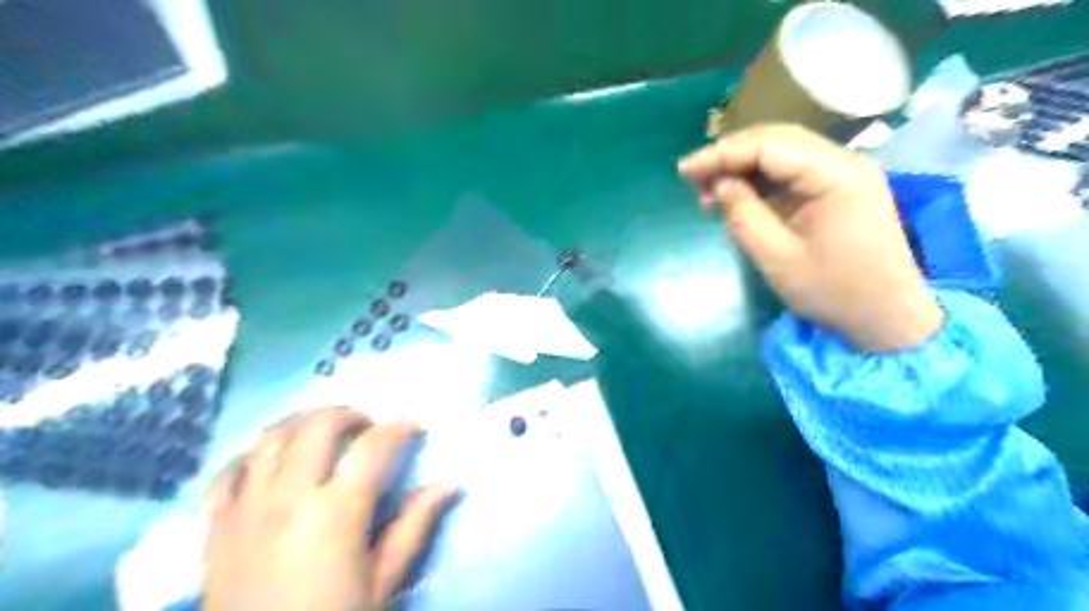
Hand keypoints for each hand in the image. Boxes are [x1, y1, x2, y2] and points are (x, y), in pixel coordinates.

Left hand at [201, 408, 455, 609]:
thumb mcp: (382, 584)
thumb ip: (414, 527)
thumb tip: (450, 485)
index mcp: (337, 512)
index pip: (374, 447)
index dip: (400, 428)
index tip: (416, 427)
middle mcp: (290, 496)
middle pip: (318, 426)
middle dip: (350, 415)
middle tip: (367, 428)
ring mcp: (247, 508)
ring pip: (272, 437)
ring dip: (304, 423)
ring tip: (324, 435)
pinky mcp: (216, 526)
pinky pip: (229, 471)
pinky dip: (255, 456)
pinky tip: (273, 465)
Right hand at [679, 125, 945, 353]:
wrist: (888, 318)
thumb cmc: (833, 292)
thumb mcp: (777, 258)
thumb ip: (743, 214)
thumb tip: (720, 183)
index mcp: (835, 175)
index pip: (767, 145)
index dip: (721, 153)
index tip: (684, 171)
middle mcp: (844, 162)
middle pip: (776, 140)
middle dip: (730, 156)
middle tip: (693, 179)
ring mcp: (845, 174)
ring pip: (783, 154)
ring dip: (743, 168)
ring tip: (709, 193)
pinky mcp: (840, 190)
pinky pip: (793, 174)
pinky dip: (761, 182)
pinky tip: (737, 197)